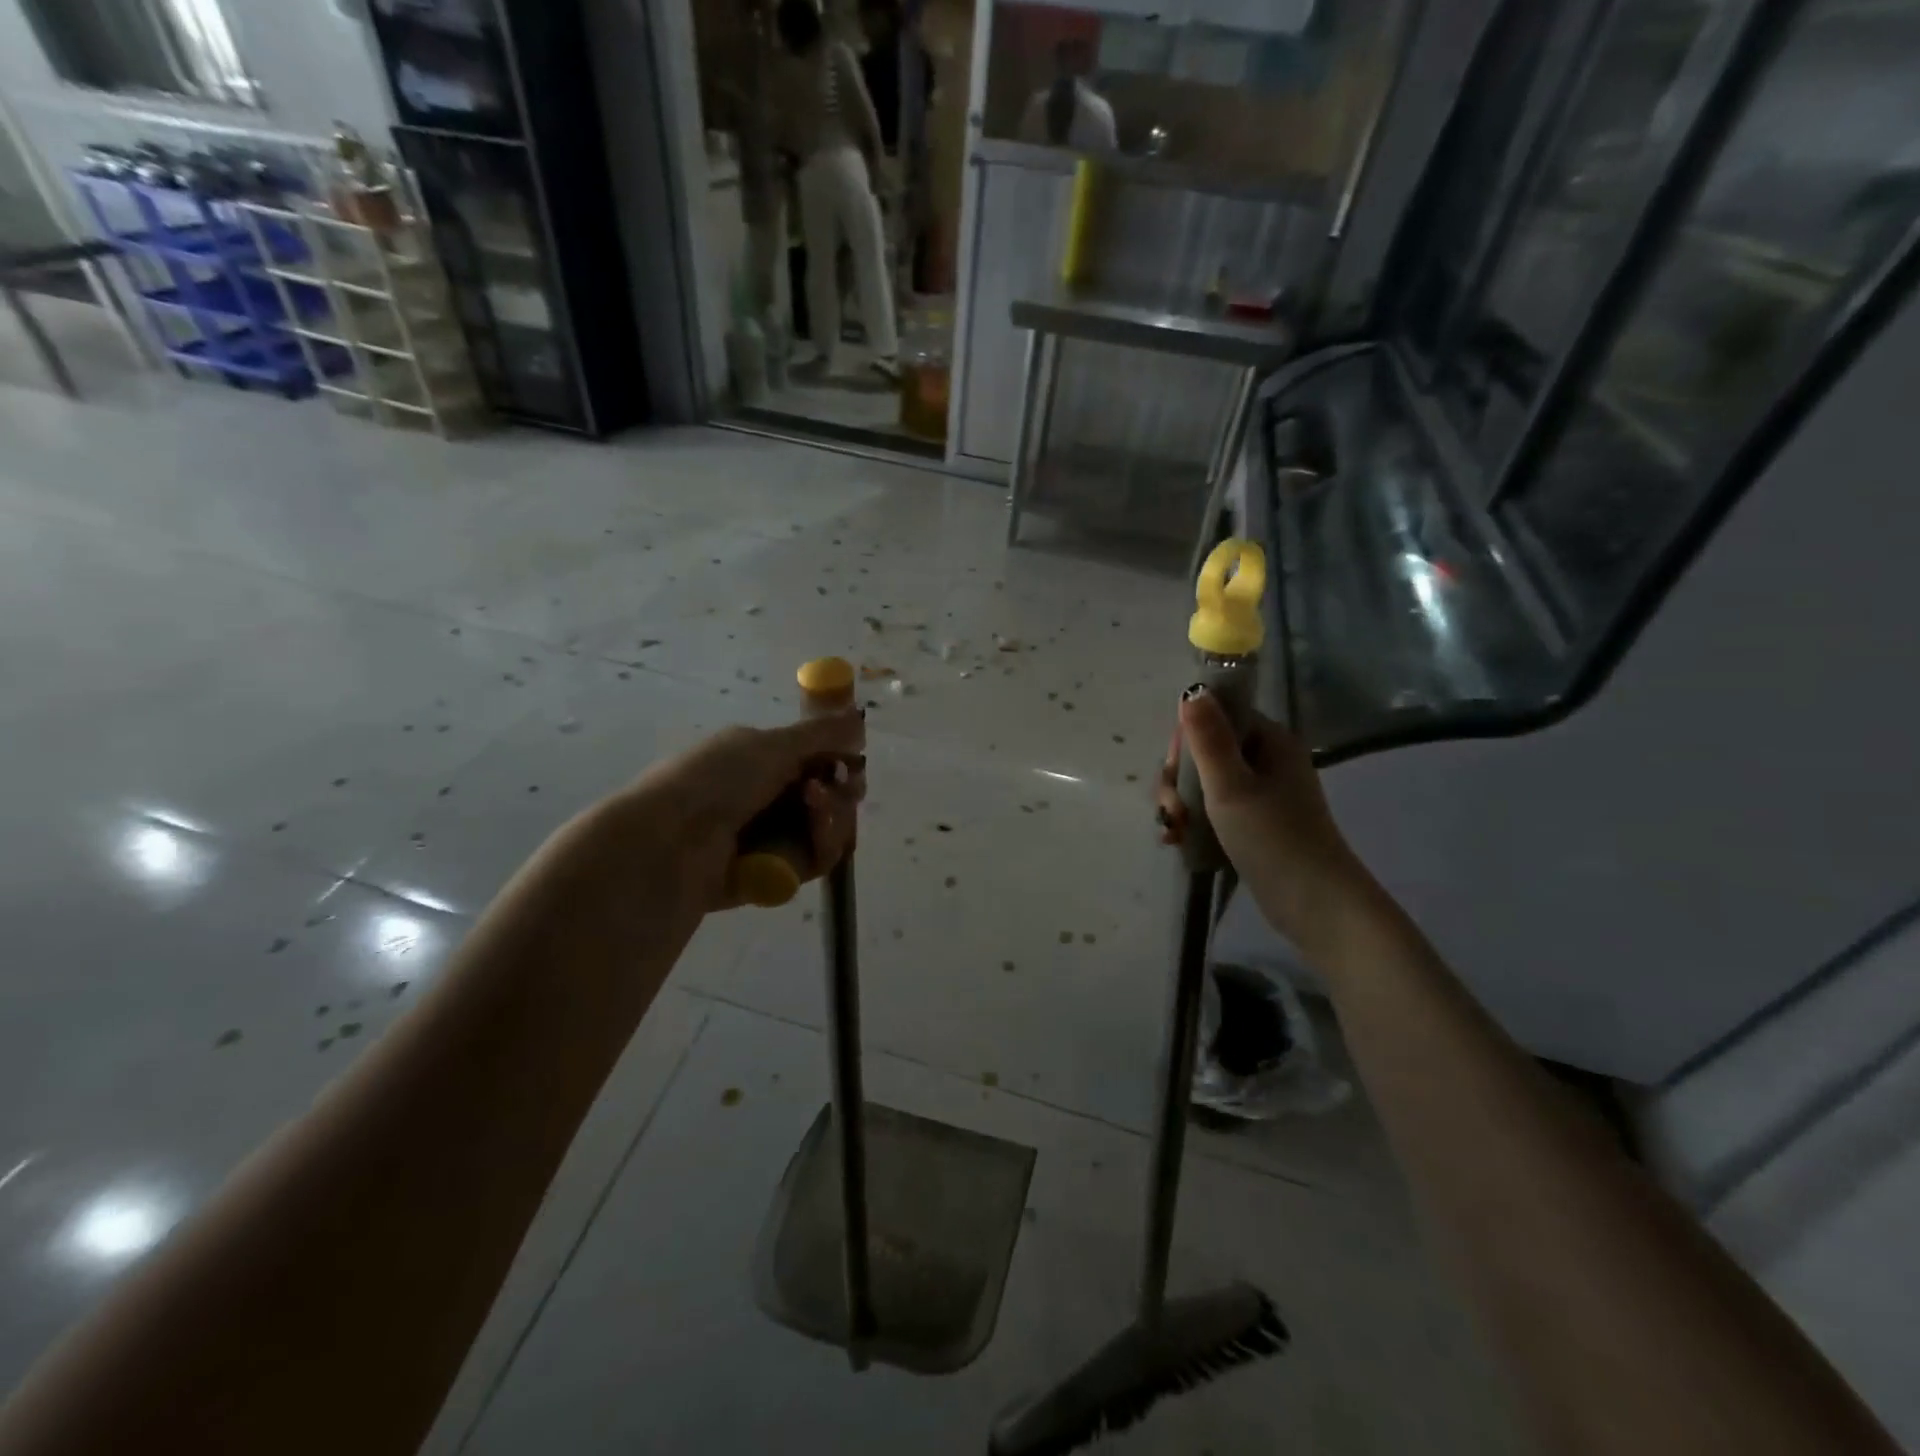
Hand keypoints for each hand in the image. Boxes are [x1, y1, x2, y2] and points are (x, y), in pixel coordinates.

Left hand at [615, 709, 865, 914]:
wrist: (669, 845)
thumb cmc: (715, 781)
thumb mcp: (771, 745)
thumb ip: (822, 733)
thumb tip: (858, 718)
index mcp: (758, 758)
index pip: (816, 759)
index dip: (841, 762)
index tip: (853, 765)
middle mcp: (765, 796)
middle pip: (828, 796)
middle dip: (840, 793)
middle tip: (832, 791)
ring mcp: (769, 837)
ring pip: (827, 829)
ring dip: (832, 818)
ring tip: (815, 811)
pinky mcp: (773, 873)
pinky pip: (815, 861)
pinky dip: (821, 847)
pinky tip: (813, 839)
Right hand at [1154, 689, 1367, 944]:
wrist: (1315, 905)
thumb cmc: (1273, 839)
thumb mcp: (1231, 786)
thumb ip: (1208, 738)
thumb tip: (1192, 690)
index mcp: (1270, 741)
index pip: (1217, 717)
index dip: (1186, 740)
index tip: (1173, 771)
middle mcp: (1267, 761)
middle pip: (1205, 752)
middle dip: (1177, 780)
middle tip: (1172, 811)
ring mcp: (1262, 794)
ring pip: (1204, 784)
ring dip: (1180, 804)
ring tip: (1172, 832)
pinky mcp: (1255, 824)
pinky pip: (1213, 810)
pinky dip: (1192, 822)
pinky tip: (1177, 842)